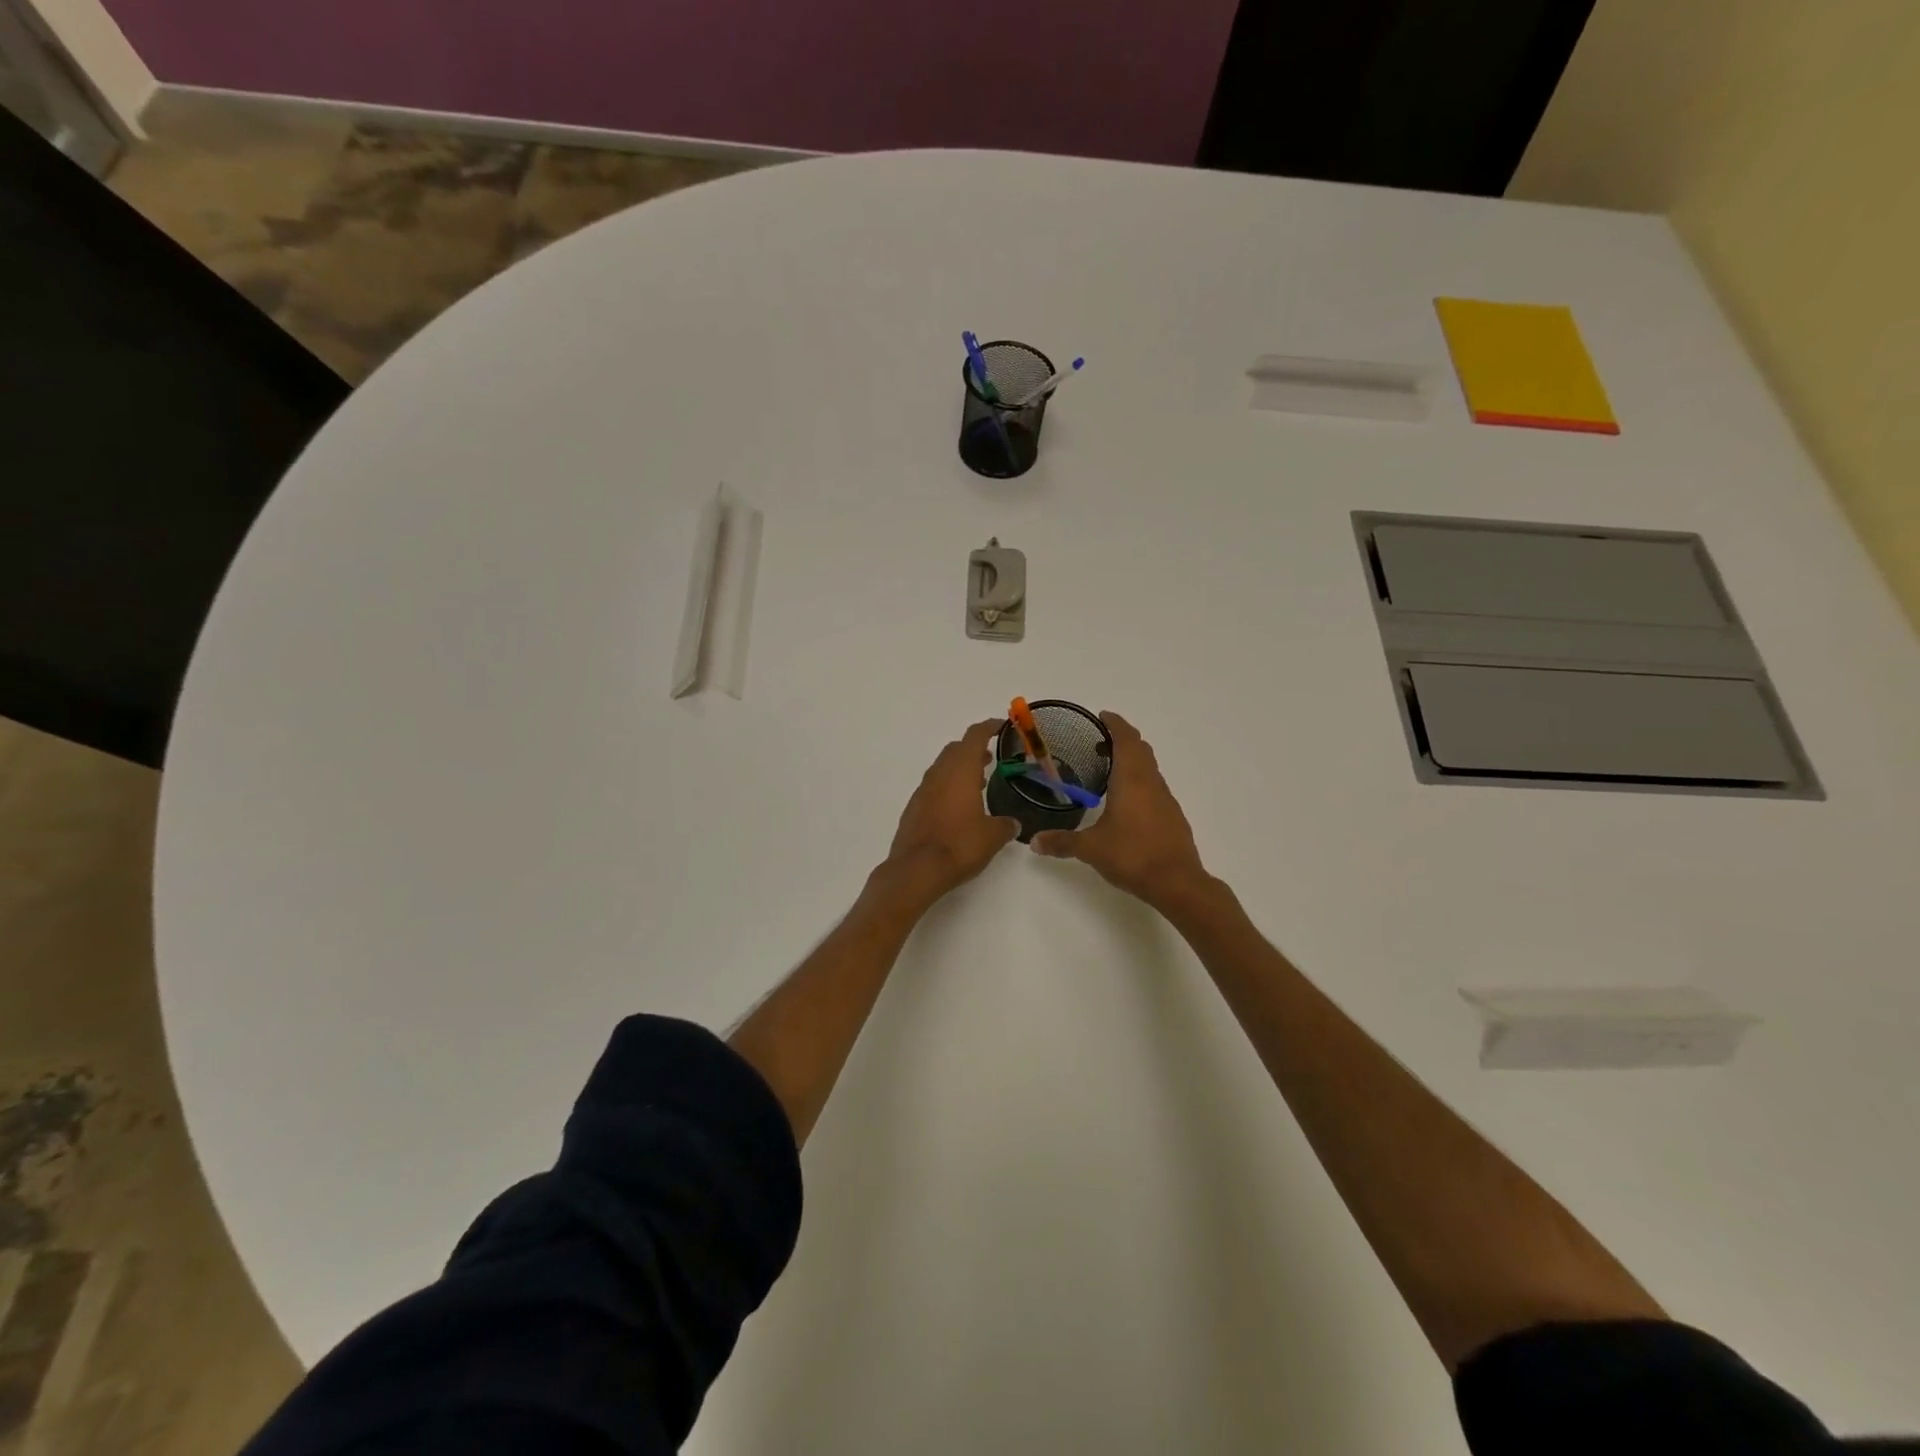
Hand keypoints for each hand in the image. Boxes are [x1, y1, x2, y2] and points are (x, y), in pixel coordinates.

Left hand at [883, 719, 1018, 904]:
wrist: (916, 869)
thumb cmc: (959, 845)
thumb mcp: (993, 836)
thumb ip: (1006, 825)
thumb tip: (1012, 824)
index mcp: (960, 771)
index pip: (974, 737)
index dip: (989, 727)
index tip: (1000, 725)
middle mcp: (939, 774)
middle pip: (956, 749)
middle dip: (973, 749)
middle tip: (991, 757)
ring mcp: (923, 790)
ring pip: (943, 768)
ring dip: (960, 768)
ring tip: (979, 781)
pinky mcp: (914, 808)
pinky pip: (934, 787)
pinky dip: (948, 786)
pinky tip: (959, 806)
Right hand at [1033, 711, 1208, 909]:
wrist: (1177, 883)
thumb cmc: (1132, 855)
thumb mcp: (1091, 849)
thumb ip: (1061, 842)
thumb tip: (1034, 842)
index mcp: (1131, 779)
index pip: (1126, 739)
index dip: (1114, 724)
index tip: (1101, 716)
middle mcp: (1151, 782)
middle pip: (1140, 749)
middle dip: (1122, 738)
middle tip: (1098, 740)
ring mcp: (1165, 799)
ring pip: (1149, 767)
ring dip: (1132, 759)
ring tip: (1108, 767)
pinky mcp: (1172, 816)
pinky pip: (1154, 786)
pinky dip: (1140, 781)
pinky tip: (1126, 800)